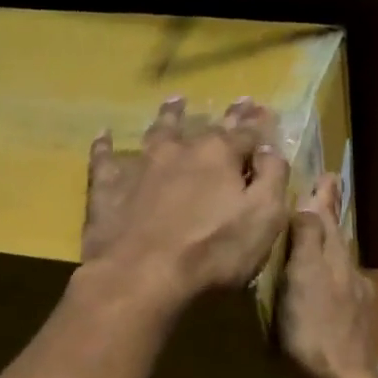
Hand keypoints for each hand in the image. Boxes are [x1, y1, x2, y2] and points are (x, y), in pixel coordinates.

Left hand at [81, 96, 289, 310]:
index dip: (258, 124)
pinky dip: (106, 147)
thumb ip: (272, 179)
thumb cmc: (213, 253)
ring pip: (157, 132)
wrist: (141, 275)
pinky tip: (104, 136)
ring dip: (169, 116)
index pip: (246, 133)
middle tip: (236, 102)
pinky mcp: (108, 188)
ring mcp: (140, 166)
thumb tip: (269, 149)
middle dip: (224, 116)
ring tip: (175, 102)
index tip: (265, 110)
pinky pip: (105, 159)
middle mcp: (180, 150)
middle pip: (205, 128)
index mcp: (220, 156)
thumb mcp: (264, 219)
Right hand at [280, 173, 375, 377]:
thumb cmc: (314, 329)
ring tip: (313, 239)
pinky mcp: (351, 327)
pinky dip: (327, 278)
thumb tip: (310, 202)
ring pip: (339, 265)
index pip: (331, 219)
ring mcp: (355, 303)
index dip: (326, 198)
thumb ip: (308, 240)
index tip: (329, 174)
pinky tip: (320, 289)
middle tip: (321, 198)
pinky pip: (338, 290)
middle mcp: (351, 276)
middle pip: (338, 240)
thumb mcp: (303, 278)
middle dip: (328, 219)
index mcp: (337, 260)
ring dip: (328, 248)